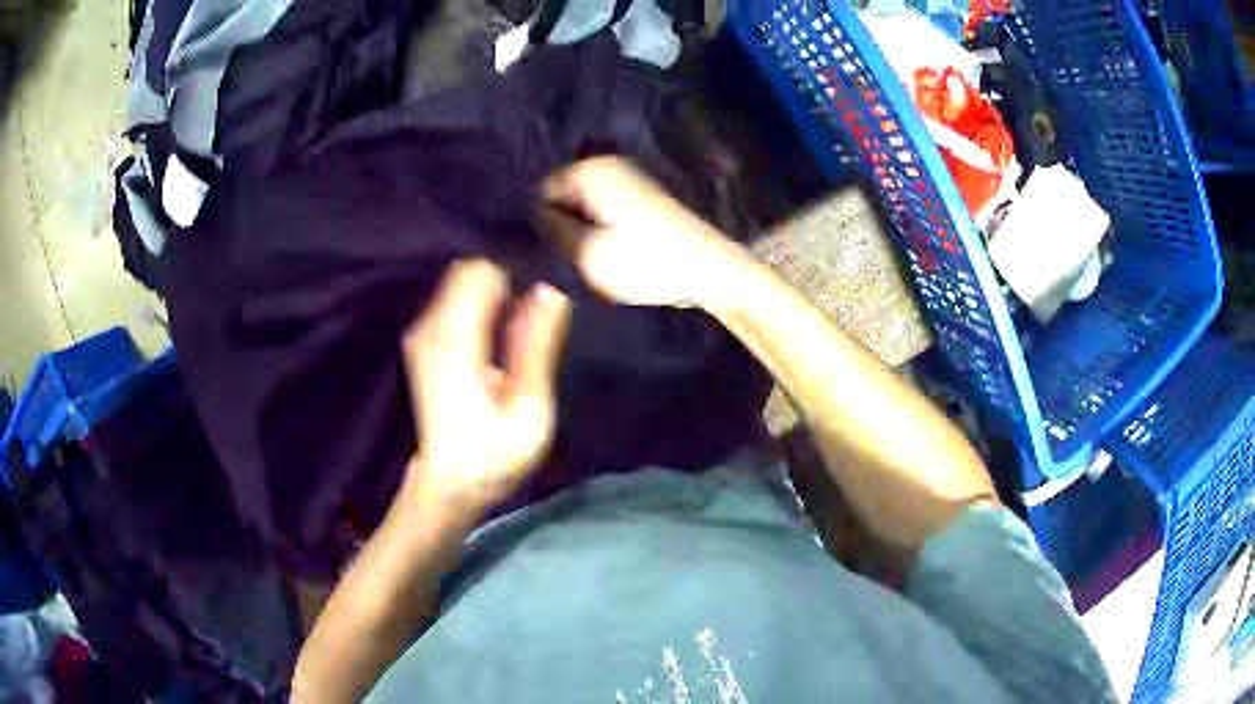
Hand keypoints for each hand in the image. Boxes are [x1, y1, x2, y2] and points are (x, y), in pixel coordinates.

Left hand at [401, 259, 570, 518]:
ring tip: (526, 315)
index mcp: (455, 340)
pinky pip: (453, 300)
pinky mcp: (423, 342)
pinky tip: (502, 327)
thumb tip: (550, 290)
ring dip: (494, 289)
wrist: (447, 483)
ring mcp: (422, 333)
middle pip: (468, 270)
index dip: (516, 268)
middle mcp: (430, 327)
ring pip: (460, 283)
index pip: (481, 270)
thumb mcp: (529, 407)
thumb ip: (537, 345)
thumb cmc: (493, 454)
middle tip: (538, 303)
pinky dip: (479, 302)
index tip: (541, 288)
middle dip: (505, 275)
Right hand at [537, 156, 746, 308]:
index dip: (539, 223)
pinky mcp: (642, 194)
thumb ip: (551, 230)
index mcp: (589, 171)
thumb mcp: (586, 254)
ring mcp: (627, 176)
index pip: (539, 192)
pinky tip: (613, 251)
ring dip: (583, 229)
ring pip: (583, 204)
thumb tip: (534, 214)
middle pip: (562, 195)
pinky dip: (602, 227)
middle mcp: (606, 163)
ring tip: (592, 258)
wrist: (710, 268)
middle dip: (561, 223)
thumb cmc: (646, 262)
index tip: (549, 252)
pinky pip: (604, 207)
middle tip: (570, 257)